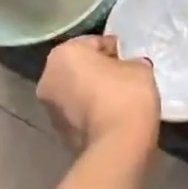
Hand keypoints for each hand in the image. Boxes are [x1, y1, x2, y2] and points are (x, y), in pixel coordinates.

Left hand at [38, 35, 159, 154]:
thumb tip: (128, 68)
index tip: (129, 59)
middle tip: (123, 78)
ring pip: (75, 92)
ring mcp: (49, 108)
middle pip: (78, 68)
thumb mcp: (139, 68)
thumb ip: (130, 63)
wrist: (117, 145)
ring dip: (91, 93)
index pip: (93, 43)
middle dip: (98, 71)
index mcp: (63, 54)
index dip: (114, 49)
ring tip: (118, 101)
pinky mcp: (58, 133)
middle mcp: (48, 77)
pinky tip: (110, 118)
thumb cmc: (126, 95)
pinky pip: (77, 114)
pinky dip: (90, 113)